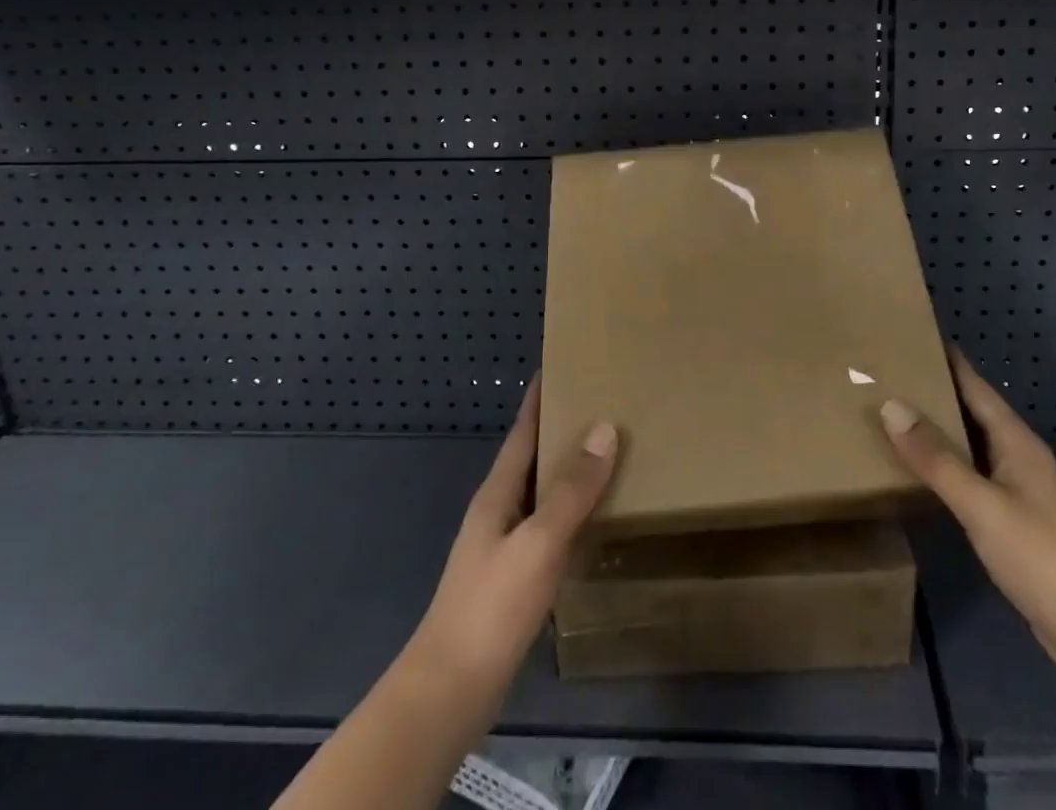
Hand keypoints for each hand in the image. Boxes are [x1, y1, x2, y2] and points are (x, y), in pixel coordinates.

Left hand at [410, 381, 619, 691]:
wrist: (449, 691)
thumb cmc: (491, 606)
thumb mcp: (538, 542)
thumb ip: (571, 490)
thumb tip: (604, 428)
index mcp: (498, 493)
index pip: (522, 431)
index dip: (538, 398)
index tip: (559, 364)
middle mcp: (498, 511)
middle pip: (531, 457)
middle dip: (560, 428)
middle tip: (601, 403)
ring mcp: (503, 546)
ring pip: (541, 492)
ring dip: (567, 470)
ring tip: (605, 453)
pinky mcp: (513, 578)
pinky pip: (547, 525)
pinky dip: (570, 510)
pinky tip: (592, 518)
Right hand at [880, 347, 1055, 682]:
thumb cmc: (1042, 556)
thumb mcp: (982, 504)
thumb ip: (936, 458)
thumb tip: (891, 405)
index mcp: (1015, 441)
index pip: (974, 385)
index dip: (945, 359)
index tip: (911, 334)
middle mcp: (1016, 456)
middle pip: (969, 411)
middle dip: (932, 391)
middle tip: (885, 373)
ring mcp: (1016, 490)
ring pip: (968, 445)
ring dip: (935, 429)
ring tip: (891, 413)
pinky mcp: (1011, 521)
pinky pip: (969, 476)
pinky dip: (943, 465)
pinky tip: (918, 471)